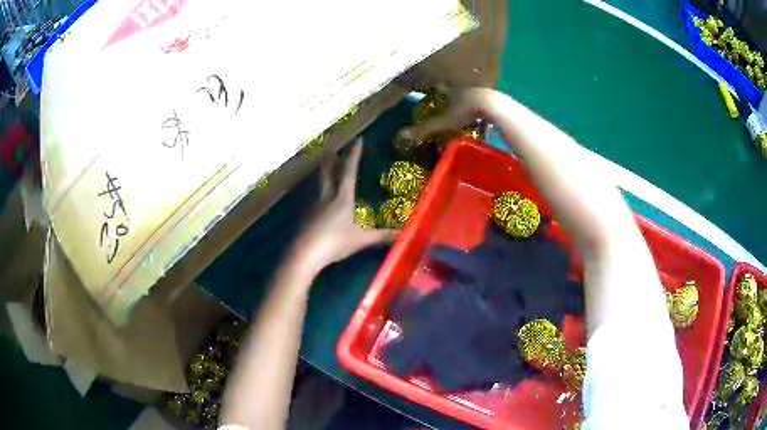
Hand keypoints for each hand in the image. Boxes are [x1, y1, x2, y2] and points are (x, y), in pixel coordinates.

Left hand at [293, 138, 396, 273]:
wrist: (305, 254)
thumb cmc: (335, 243)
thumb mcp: (361, 240)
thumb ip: (382, 236)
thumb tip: (404, 234)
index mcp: (342, 197)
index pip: (349, 170)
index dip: (354, 154)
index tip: (358, 140)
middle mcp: (327, 196)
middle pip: (327, 171)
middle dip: (330, 158)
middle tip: (331, 148)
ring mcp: (314, 204)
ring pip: (319, 182)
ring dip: (323, 172)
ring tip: (325, 166)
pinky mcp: (306, 215)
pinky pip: (314, 196)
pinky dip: (318, 190)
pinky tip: (319, 197)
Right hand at [398, 86, 492, 142]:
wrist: (493, 106)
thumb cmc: (466, 111)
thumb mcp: (444, 122)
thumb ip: (425, 128)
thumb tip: (402, 135)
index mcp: (451, 91)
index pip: (439, 88)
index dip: (435, 89)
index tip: (432, 88)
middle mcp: (463, 89)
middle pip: (455, 90)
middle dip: (452, 95)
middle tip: (449, 101)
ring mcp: (479, 92)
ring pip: (470, 96)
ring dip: (467, 102)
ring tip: (466, 111)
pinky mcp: (492, 99)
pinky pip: (484, 105)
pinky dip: (482, 111)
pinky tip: (484, 119)